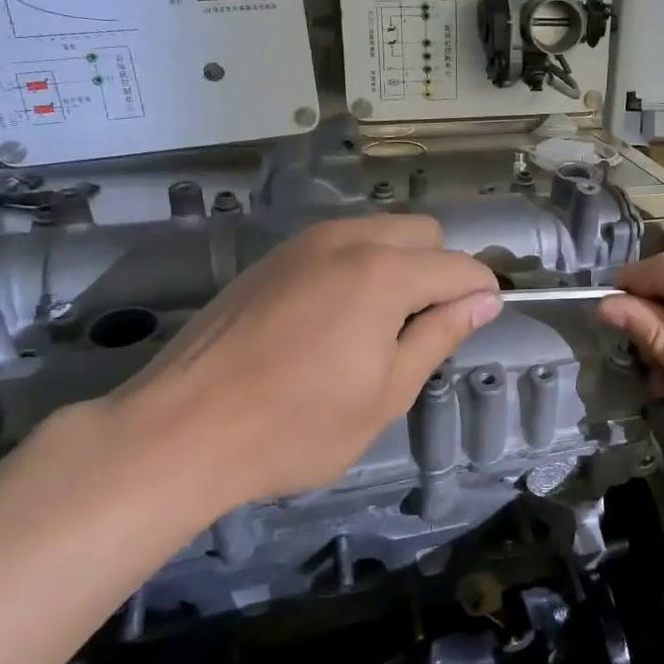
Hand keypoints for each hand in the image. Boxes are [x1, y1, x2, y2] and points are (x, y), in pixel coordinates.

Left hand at [84, 216, 502, 518]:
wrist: (180, 431)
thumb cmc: (296, 425)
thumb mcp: (387, 393)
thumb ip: (440, 336)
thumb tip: (483, 301)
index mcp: (385, 273)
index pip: (460, 266)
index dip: (481, 294)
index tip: (477, 326)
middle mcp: (348, 241)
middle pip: (423, 233)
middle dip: (441, 270)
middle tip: (423, 330)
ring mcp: (303, 244)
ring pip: (379, 232)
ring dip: (399, 264)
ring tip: (378, 326)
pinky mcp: (271, 258)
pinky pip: (338, 244)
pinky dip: (358, 266)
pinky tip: (332, 320)